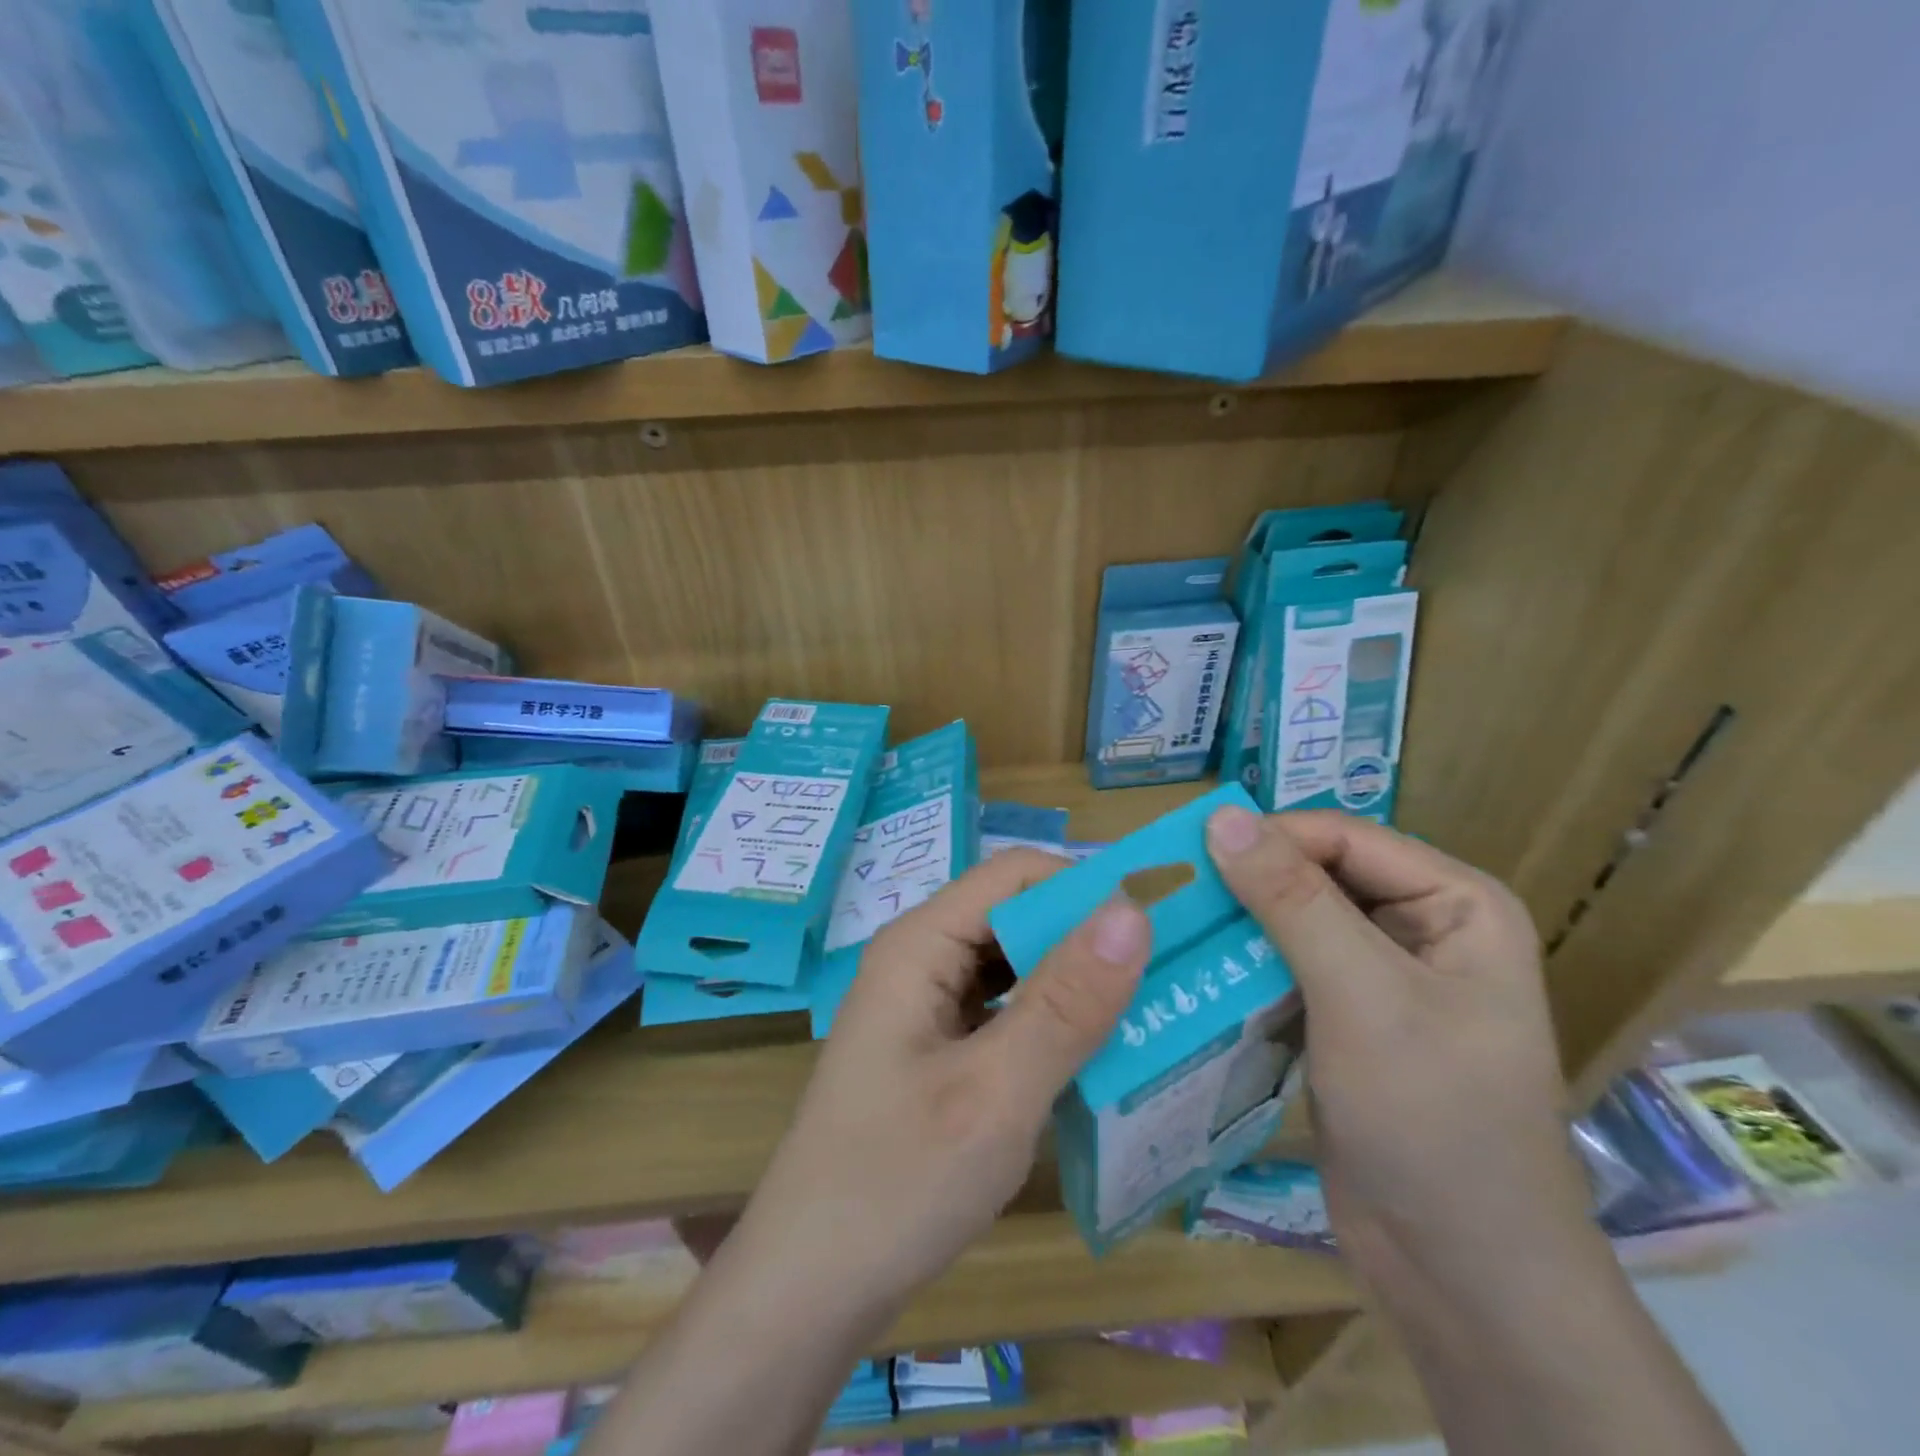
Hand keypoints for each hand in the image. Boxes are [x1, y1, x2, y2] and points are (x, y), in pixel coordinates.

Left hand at [725, 850, 1151, 1333]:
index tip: (1162, 924)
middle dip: (1088, 939)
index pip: (1016, 874)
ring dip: (1075, 985)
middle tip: (1172, 975)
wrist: (809, 1289)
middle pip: (1015, 917)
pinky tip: (1096, 1057)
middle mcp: (921, 959)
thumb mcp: (996, 1093)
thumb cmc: (896, 1183)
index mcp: (921, 943)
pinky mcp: (936, 1050)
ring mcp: (926, 1007)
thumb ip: (1065, 1002)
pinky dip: (1050, 1025)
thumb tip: (1132, 910)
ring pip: (1014, 967)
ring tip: (1151, 1011)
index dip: (1086, 887)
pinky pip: (1003, 1014)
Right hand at [1204, 806, 1599, 1300]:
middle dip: (1247, 881)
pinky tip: (1192, 969)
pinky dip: (1242, 965)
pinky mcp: (1345, 1019)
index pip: (1344, 837)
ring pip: (1293, 921)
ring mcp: (1381, 977)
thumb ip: (1292, 899)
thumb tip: (1221, 816)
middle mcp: (1421, 928)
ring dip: (1237, 923)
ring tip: (1166, 924)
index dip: (1268, 837)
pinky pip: (1286, 968)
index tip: (1186, 854)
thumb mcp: (1362, 995)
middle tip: (1167, 891)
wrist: (1461, 1275)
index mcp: (1455, 904)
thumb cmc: (1433, 1120)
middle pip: (1316, 875)